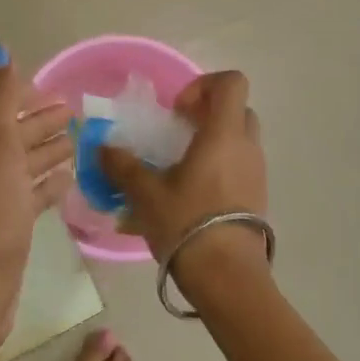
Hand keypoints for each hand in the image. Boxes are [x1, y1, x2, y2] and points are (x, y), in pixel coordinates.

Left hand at [0, 46, 72, 353]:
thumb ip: (0, 98)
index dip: (14, 95)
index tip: (49, 91)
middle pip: (7, 134)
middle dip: (36, 120)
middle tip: (73, 113)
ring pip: (19, 164)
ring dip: (44, 149)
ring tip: (77, 142)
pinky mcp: (6, 228)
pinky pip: (28, 195)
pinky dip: (47, 183)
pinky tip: (68, 180)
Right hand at [99, 70, 271, 294]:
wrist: (228, 277)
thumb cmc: (187, 223)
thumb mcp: (145, 193)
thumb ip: (122, 165)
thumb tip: (102, 148)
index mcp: (224, 134)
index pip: (231, 83)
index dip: (203, 85)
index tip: (177, 111)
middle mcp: (247, 147)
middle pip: (236, 110)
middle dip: (206, 114)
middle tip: (176, 135)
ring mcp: (257, 173)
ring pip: (238, 141)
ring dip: (210, 144)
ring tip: (177, 169)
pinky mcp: (257, 198)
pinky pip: (239, 167)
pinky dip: (217, 169)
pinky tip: (188, 195)